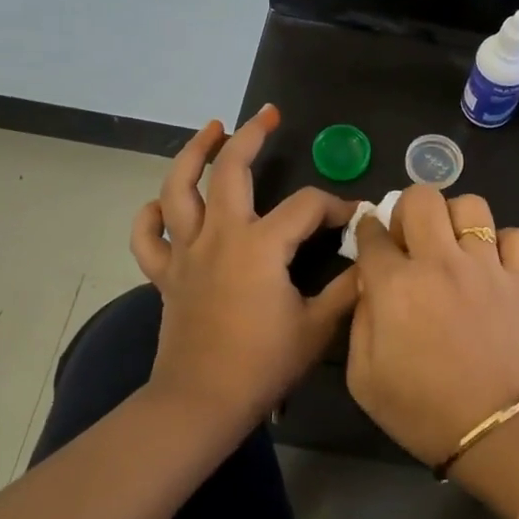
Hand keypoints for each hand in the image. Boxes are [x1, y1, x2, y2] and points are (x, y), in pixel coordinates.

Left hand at [129, 105, 358, 431]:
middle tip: (268, 115)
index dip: (335, 206)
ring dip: (194, 153)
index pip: (306, 206)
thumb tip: (370, 261)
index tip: (354, 219)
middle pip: (232, 170)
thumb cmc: (263, 364)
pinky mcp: (165, 275)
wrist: (201, 403)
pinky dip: (151, 216)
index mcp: (261, 245)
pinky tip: (162, 204)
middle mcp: (220, 235)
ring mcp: (186, 252)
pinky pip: (148, 237)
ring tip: (211, 130)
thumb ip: (348, 289)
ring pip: (179, 188)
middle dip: (251, 136)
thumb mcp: (317, 327)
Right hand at [345, 186, 518, 468]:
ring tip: (453, 245)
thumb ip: (360, 320)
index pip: (371, 233)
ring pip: (471, 205)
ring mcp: (487, 266)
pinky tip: (494, 264)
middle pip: (421, 198)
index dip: (366, 230)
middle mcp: (440, 262)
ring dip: (455, 219)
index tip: (369, 239)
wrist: (497, 432)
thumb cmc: (421, 411)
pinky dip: (506, 243)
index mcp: (395, 285)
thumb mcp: (363, 378)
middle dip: (407, 210)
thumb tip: (370, 283)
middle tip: (410, 239)